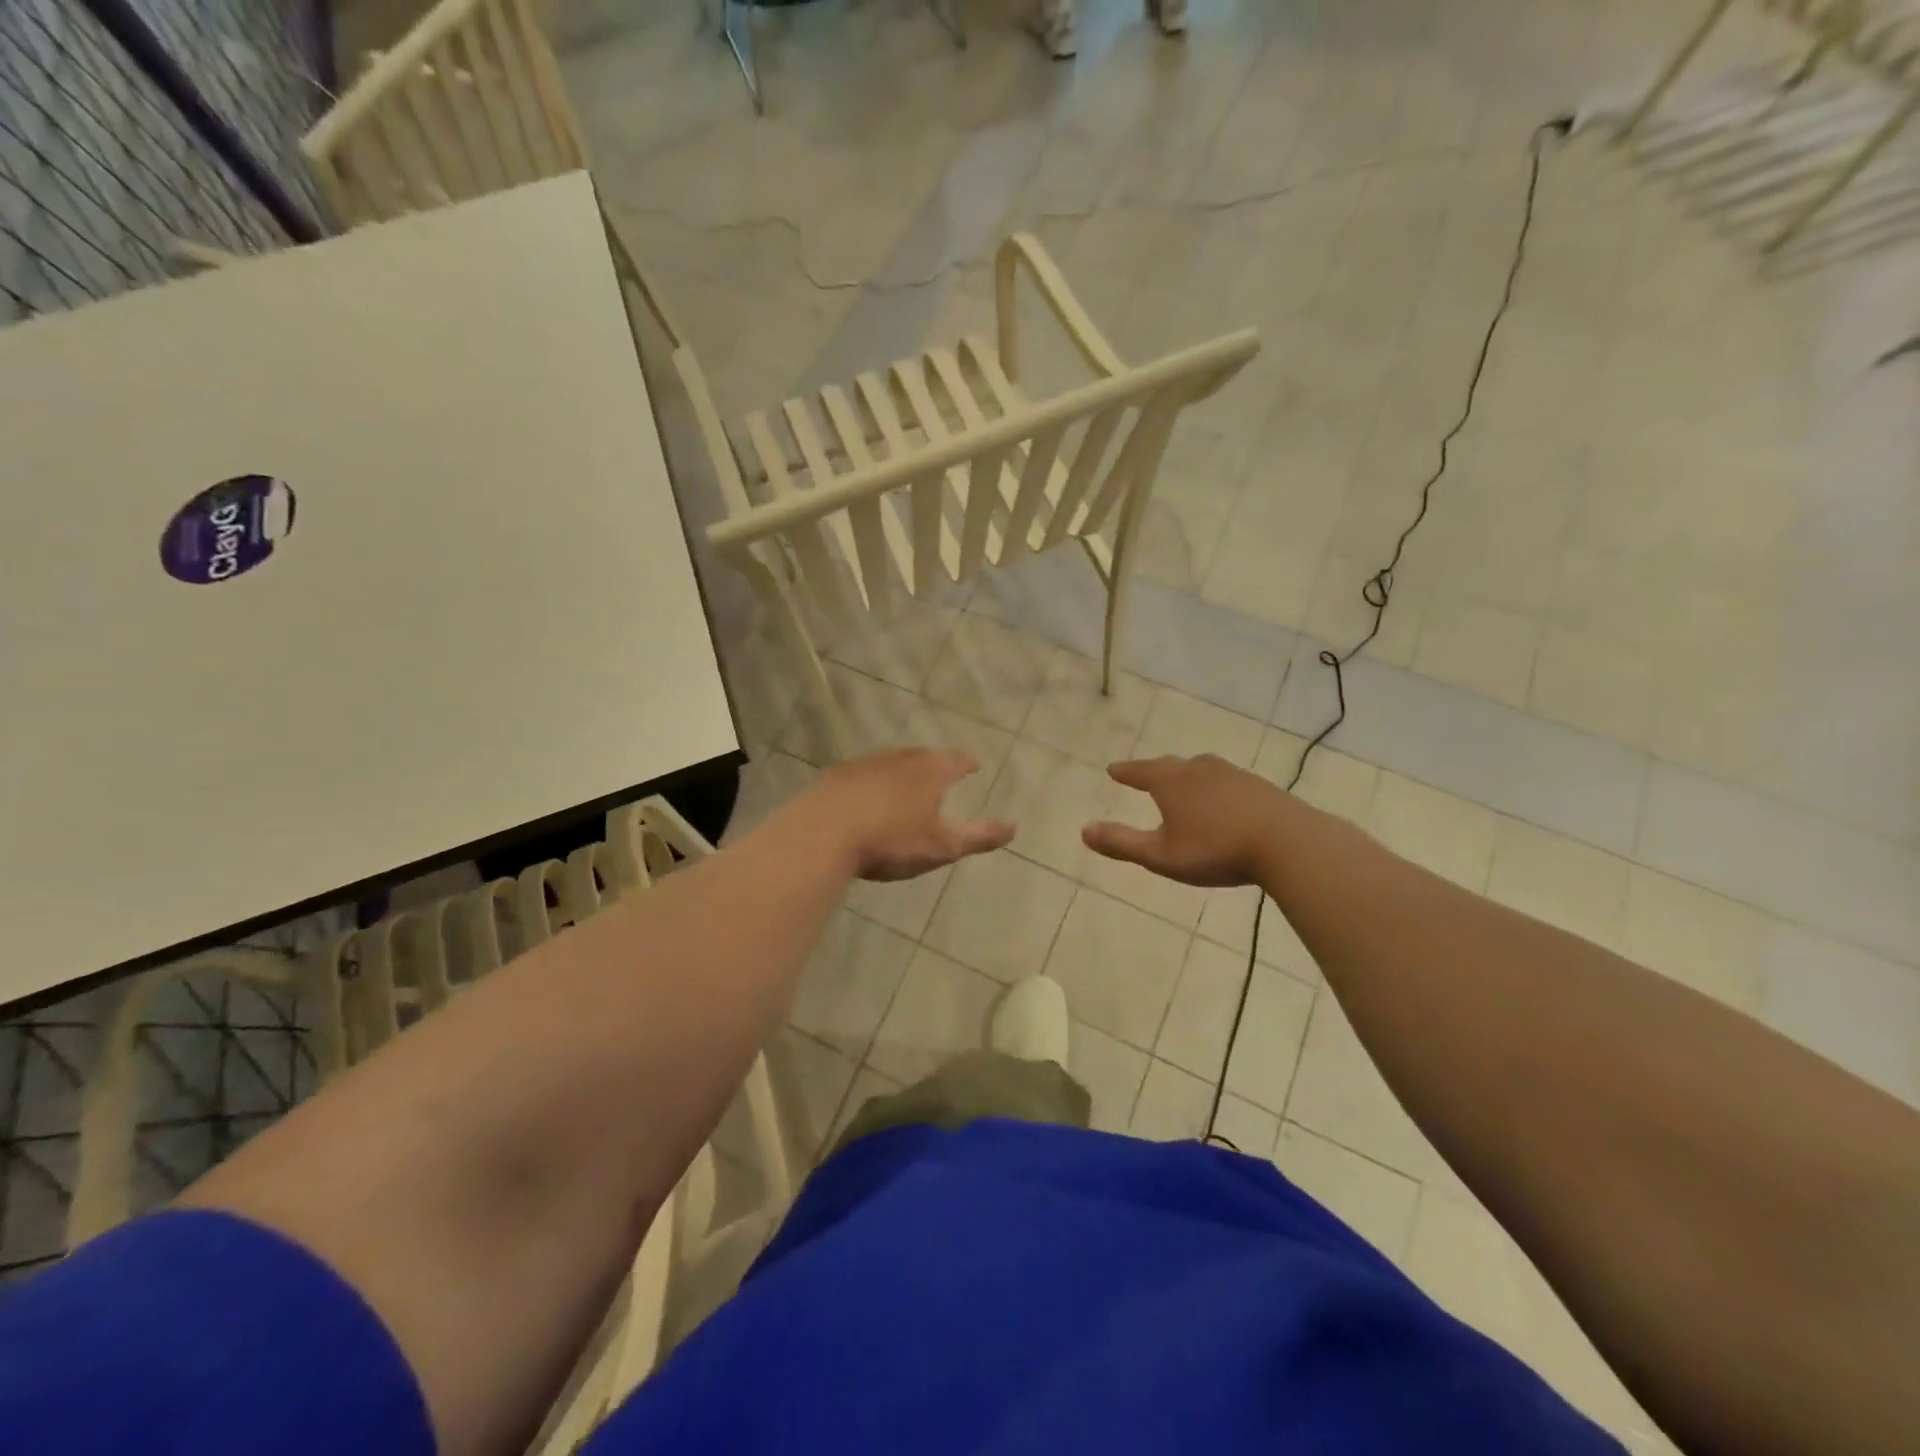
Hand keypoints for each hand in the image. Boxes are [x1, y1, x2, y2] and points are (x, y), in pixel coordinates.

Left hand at [810, 749, 1013, 881]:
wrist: (821, 835)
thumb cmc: (891, 839)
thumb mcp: (942, 845)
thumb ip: (979, 836)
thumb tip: (1014, 826)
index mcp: (929, 770)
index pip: (955, 761)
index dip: (966, 764)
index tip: (974, 767)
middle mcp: (898, 758)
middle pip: (922, 757)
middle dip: (934, 765)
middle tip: (941, 775)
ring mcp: (863, 764)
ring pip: (890, 763)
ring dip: (901, 773)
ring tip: (906, 787)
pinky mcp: (835, 777)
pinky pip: (862, 776)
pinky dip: (872, 784)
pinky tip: (866, 799)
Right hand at [1082, 755, 1294, 887]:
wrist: (1288, 842)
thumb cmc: (1216, 849)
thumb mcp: (1161, 855)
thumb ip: (1122, 843)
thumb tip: (1084, 830)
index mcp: (1170, 782)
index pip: (1139, 772)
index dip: (1125, 772)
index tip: (1113, 769)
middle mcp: (1198, 769)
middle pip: (1171, 766)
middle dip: (1156, 771)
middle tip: (1146, 775)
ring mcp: (1231, 774)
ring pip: (1201, 770)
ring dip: (1187, 776)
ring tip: (1183, 785)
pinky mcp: (1258, 786)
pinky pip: (1226, 781)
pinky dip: (1215, 787)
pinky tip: (1222, 801)